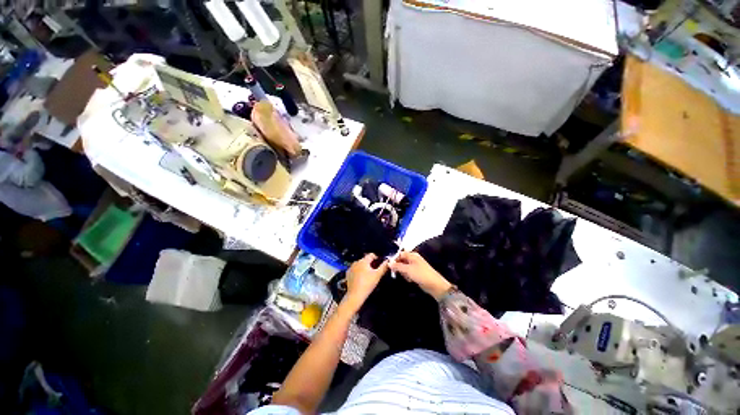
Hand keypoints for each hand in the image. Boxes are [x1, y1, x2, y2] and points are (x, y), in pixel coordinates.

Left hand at [343, 254, 387, 310]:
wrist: (355, 295)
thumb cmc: (367, 284)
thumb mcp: (378, 275)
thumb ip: (384, 267)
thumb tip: (388, 261)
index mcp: (363, 261)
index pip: (371, 255)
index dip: (377, 257)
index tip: (380, 263)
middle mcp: (356, 262)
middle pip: (365, 259)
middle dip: (371, 263)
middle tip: (375, 270)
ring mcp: (351, 267)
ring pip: (360, 264)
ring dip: (364, 267)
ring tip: (368, 274)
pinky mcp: (348, 273)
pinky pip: (355, 269)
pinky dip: (358, 271)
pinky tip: (361, 278)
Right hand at [390, 251, 451, 299]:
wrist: (435, 285)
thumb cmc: (421, 274)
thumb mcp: (407, 270)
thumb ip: (397, 266)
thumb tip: (388, 263)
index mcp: (412, 255)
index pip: (400, 254)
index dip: (394, 258)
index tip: (388, 265)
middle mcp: (413, 259)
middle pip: (401, 260)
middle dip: (398, 266)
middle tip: (396, 272)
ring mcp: (415, 266)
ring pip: (404, 267)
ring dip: (403, 273)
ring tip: (406, 277)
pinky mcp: (416, 273)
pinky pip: (408, 273)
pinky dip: (407, 276)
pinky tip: (409, 280)